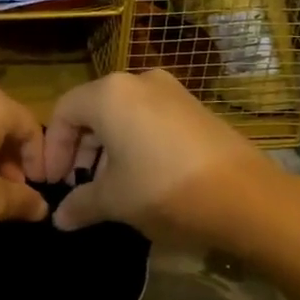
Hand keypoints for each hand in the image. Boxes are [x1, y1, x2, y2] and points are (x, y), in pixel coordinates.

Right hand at [39, 70, 279, 244]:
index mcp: (110, 95)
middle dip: (80, 149)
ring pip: (123, 115)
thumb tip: (59, 218)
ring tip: (108, 186)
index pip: (64, 113)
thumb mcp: (115, 201)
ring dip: (107, 148)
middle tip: (77, 185)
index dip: (52, 149)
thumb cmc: (164, 190)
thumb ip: (80, 204)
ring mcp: (172, 91)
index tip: (53, 183)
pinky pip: (150, 119)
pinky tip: (142, 177)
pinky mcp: (195, 108)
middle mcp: (139, 81)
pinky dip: (135, 143)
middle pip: (93, 110)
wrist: (246, 197)